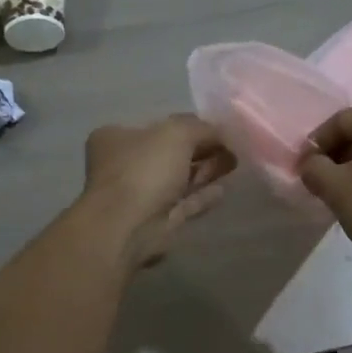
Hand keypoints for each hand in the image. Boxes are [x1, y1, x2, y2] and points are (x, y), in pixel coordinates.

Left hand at [81, 114, 235, 267]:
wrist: (127, 227)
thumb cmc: (144, 170)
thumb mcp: (176, 133)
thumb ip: (202, 128)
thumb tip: (222, 133)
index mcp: (117, 137)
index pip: (159, 125)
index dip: (190, 125)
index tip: (219, 129)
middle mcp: (125, 165)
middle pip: (170, 153)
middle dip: (202, 149)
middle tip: (232, 148)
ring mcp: (139, 195)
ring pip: (178, 179)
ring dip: (205, 171)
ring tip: (234, 164)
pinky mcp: (154, 221)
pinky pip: (183, 204)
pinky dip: (201, 196)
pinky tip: (222, 191)